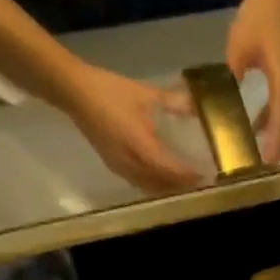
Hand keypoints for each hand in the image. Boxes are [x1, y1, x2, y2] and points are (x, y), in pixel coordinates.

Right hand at [61, 63, 200, 192]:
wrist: (72, 90)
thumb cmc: (108, 90)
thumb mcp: (145, 94)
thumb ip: (174, 102)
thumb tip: (198, 106)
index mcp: (139, 145)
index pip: (170, 170)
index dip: (189, 176)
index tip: (208, 176)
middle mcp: (130, 162)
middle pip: (162, 184)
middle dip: (183, 186)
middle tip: (202, 182)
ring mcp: (119, 166)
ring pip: (150, 187)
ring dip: (169, 188)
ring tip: (187, 184)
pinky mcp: (113, 165)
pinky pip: (139, 183)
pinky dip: (154, 185)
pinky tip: (164, 180)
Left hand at [225, 0, 279, 163]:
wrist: (277, 0)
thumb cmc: (258, 21)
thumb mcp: (238, 48)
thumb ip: (226, 78)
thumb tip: (204, 102)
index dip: (274, 142)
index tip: (265, 163)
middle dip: (276, 151)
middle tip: (259, 173)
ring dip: (277, 144)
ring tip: (260, 164)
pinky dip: (274, 130)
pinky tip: (257, 138)